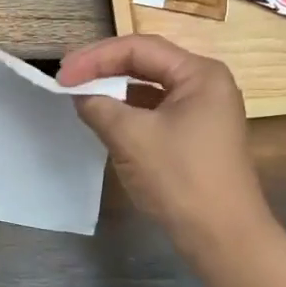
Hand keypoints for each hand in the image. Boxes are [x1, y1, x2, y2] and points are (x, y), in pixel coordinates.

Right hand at [59, 35, 270, 257]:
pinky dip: (127, 110)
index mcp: (200, 74)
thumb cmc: (180, 179)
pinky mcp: (196, 134)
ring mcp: (203, 110)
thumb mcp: (131, 137)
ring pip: (149, 87)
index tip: (62, 75)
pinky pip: (156, 110)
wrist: (223, 238)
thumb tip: (79, 94)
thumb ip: (99, 106)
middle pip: (146, 62)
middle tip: (66, 78)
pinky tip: (104, 117)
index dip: (95, 57)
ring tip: (79, 93)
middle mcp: (206, 84)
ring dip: (114, 88)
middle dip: (103, 68)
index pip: (139, 48)